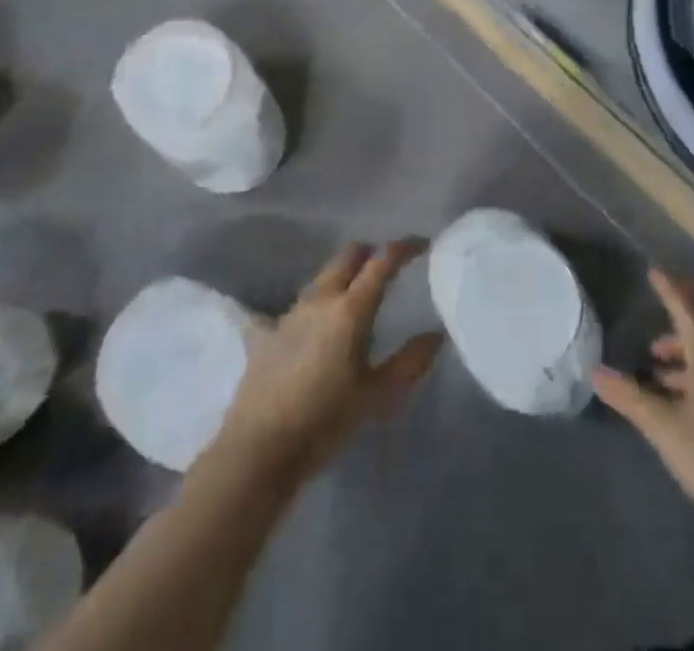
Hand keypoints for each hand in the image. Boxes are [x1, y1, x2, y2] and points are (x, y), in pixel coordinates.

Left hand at [219, 240, 443, 480]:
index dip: (404, 248)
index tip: (421, 244)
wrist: (258, 449)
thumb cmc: (325, 421)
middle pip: (348, 256)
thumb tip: (435, 335)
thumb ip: (410, 362)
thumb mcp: (378, 396)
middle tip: (387, 267)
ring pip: (322, 276)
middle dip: (370, 254)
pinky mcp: (268, 332)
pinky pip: (296, 305)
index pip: (383, 261)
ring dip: (343, 275)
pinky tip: (313, 323)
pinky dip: (313, 305)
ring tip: (355, 294)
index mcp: (351, 309)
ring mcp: (291, 312)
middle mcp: (321, 299)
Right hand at [593, 269, 693, 529]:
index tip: (655, 272)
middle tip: (652, 342)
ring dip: (684, 362)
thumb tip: (595, 371)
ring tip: (658, 378)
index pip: (687, 310)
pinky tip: (682, 409)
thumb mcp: (664, 425)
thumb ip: (630, 397)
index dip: (670, 291)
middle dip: (676, 331)